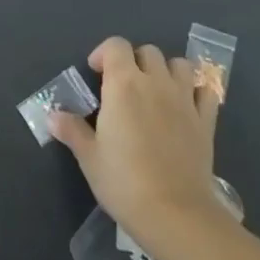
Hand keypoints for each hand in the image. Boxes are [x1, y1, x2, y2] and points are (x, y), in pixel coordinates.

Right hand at [48, 36, 227, 250]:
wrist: (175, 213)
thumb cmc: (124, 182)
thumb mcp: (89, 157)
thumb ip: (72, 130)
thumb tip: (52, 116)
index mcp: (123, 84)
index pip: (116, 46)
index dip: (104, 53)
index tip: (96, 73)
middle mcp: (156, 82)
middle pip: (147, 51)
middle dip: (134, 61)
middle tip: (123, 86)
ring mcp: (185, 99)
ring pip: (179, 64)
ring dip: (166, 70)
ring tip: (156, 91)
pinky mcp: (206, 120)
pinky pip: (206, 91)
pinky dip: (196, 91)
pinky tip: (187, 105)